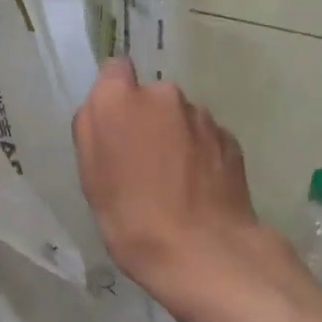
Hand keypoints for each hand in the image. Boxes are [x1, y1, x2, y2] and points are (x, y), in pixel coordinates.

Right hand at [72, 58, 287, 311]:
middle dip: (146, 120)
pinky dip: (200, 155)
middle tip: (141, 164)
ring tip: (174, 183)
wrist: (204, 252)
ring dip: (175, 138)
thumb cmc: (131, 218)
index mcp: (120, 101)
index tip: (114, 126)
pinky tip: (197, 190)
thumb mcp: (91, 179)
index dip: (113, 95)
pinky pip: (205, 138)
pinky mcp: (230, 138)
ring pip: (180, 118)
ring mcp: (202, 116)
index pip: (114, 70)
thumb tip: (101, 108)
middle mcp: (164, 95)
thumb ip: (91, 131)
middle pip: (150, 97)